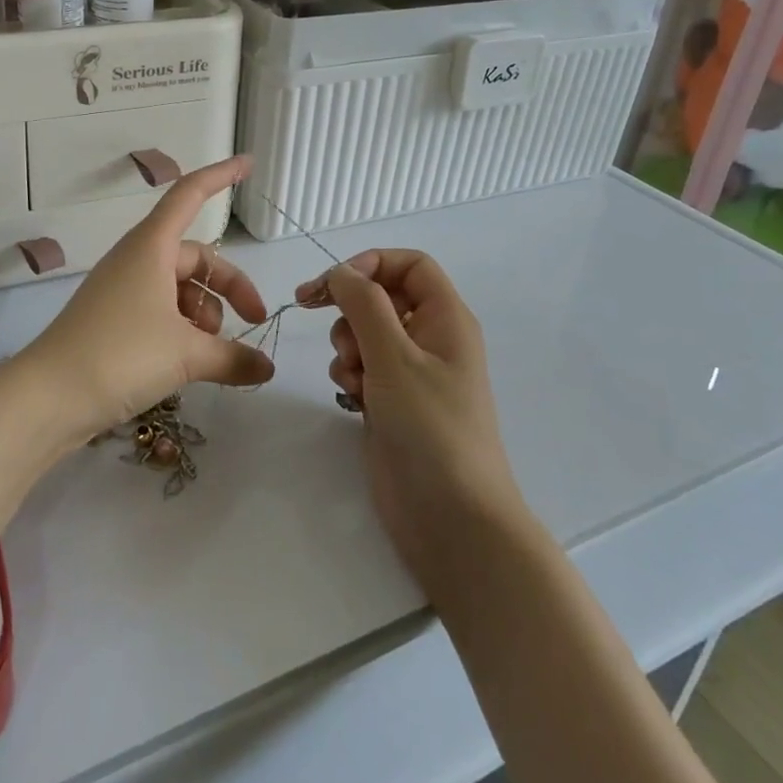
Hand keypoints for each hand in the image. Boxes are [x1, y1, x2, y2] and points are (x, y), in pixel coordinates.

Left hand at [14, 156, 274, 444]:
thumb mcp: (186, 355)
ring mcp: (123, 291)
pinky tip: (194, 362)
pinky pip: (162, 311)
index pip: (190, 194)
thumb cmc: (120, 355)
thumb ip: (233, 357)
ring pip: (180, 288)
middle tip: (255, 318)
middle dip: (229, 285)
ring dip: (206, 314)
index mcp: (151, 247)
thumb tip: (268, 368)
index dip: (221, 176)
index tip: (250, 163)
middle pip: (195, 256)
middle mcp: (137, 260)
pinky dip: (184, 330)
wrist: (48, 398)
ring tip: (214, 352)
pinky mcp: (114, 321)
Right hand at [295, 250, 526, 584]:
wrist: (451, 518)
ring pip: (366, 333)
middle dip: (351, 310)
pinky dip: (350, 375)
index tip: (332, 284)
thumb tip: (341, 272)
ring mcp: (412, 373)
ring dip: (347, 346)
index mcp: (446, 318)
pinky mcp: (393, 402)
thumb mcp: (394, 356)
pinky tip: (352, 399)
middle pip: (382, 297)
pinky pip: (363, 367)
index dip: (370, 264)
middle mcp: (431, 338)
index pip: (409, 265)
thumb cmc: (430, 427)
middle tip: (331, 331)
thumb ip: (363, 304)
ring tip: (353, 377)